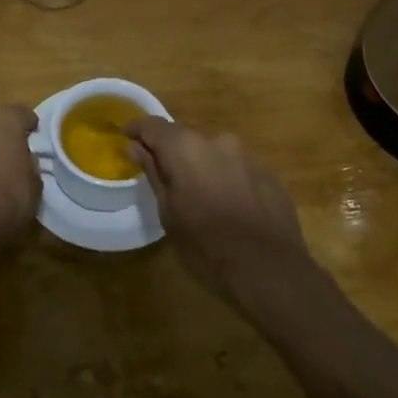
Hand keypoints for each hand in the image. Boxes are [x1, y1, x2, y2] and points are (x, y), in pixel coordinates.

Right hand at [127, 118, 314, 310]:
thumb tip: (136, 147)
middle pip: (186, 139)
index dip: (137, 130)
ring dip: (202, 169)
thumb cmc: (207, 246)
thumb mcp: (168, 214)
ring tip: (200, 201)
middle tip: (165, 183)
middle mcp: (218, 141)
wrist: (271, 271)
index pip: (154, 125)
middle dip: (173, 155)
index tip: (126, 139)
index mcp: (187, 148)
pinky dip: (227, 181)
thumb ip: (154, 174)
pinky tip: (229, 210)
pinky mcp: (270, 175)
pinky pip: (237, 170)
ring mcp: (248, 156)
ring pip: (214, 155)